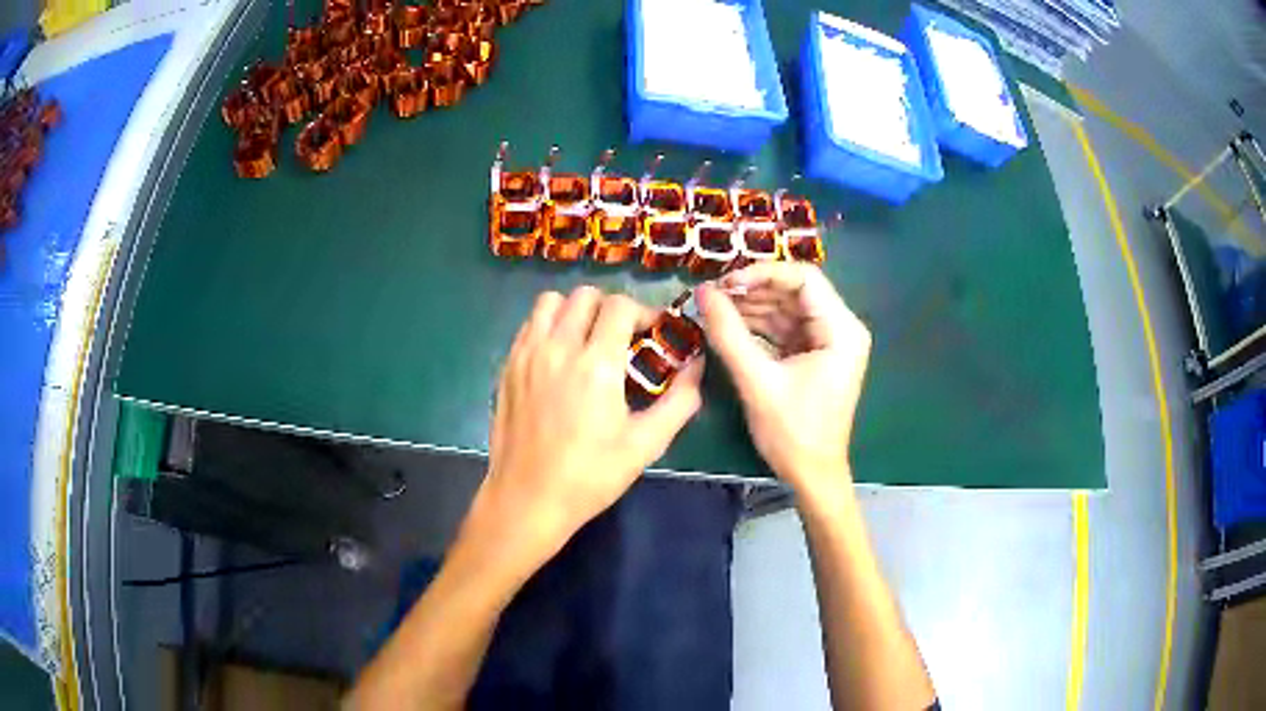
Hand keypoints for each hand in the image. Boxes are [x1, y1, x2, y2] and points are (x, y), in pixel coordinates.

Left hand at [469, 287, 703, 572]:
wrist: (528, 499)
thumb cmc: (591, 476)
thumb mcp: (646, 444)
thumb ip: (679, 401)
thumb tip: (697, 366)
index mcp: (596, 364)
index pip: (620, 306)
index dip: (644, 312)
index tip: (653, 334)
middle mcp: (558, 347)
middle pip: (585, 295)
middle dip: (611, 308)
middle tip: (622, 337)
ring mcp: (527, 355)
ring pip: (551, 302)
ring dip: (575, 310)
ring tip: (586, 339)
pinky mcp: (507, 367)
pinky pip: (529, 325)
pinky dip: (548, 326)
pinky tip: (559, 357)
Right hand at [697, 263, 869, 504]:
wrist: (811, 476)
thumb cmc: (793, 433)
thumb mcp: (757, 381)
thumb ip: (729, 334)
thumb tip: (703, 293)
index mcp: (841, 330)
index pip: (804, 278)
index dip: (762, 273)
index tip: (726, 284)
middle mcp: (840, 328)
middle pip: (794, 291)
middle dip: (752, 290)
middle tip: (712, 295)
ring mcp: (828, 341)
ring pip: (786, 308)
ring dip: (751, 307)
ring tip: (713, 308)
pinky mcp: (813, 355)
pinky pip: (784, 329)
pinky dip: (757, 326)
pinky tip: (728, 325)